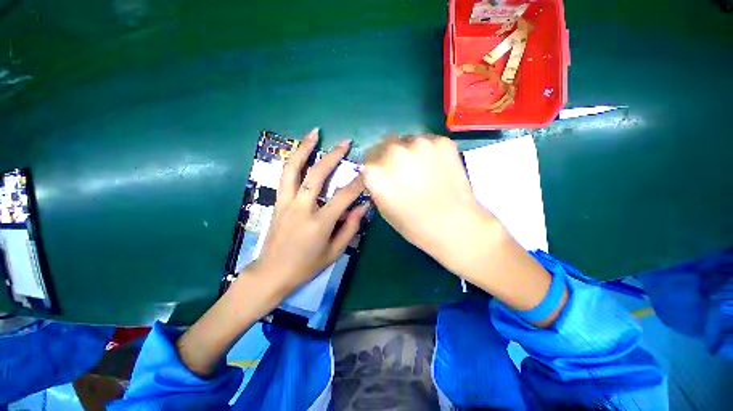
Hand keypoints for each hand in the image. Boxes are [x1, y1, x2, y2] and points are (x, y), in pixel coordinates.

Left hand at [251, 128, 368, 296]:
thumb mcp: (334, 252)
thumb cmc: (306, 266)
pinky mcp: (278, 202)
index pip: (344, 197)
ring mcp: (286, 202)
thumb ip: (350, 228)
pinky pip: (285, 176)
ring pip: (293, 169)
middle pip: (317, 175)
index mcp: (319, 223)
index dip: (358, 183)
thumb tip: (363, 207)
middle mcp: (301, 208)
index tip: (368, 171)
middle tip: (345, 143)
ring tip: (314, 133)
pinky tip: (300, 151)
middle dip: (333, 156)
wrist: (271, 273)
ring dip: (304, 148)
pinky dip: (293, 160)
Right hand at [363, 136, 498, 276]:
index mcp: (375, 170)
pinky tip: (437, 168)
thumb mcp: (384, 207)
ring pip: (408, 141)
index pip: (368, 159)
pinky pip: (429, 142)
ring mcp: (419, 143)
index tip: (383, 173)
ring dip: (410, 152)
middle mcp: (393, 151)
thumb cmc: (413, 224)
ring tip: (423, 170)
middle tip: (403, 171)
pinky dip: (429, 152)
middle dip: (390, 156)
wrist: (455, 225)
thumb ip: (377, 184)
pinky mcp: (442, 141)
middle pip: (386, 144)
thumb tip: (379, 172)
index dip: (376, 167)